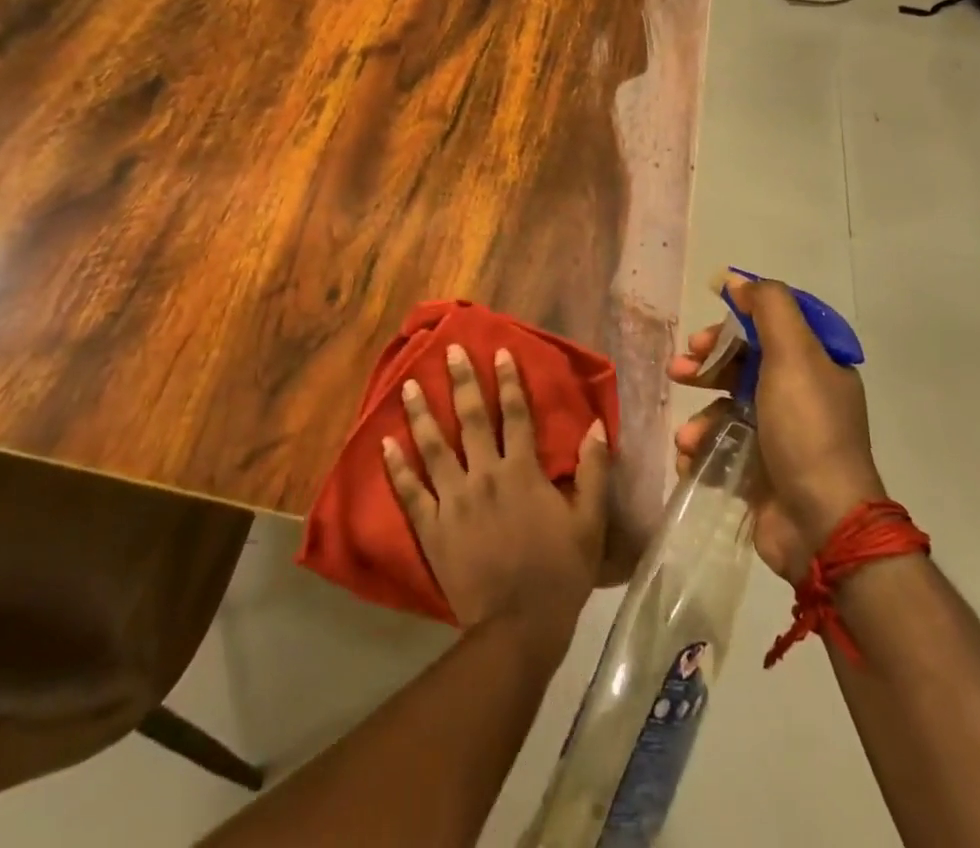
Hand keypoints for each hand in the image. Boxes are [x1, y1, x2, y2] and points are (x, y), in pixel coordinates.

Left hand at [384, 344, 610, 640]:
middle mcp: (485, 475)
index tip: (499, 352)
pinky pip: (410, 492)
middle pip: (472, 419)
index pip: (517, 414)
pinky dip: (396, 467)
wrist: (517, 628)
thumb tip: (595, 424)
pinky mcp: (431, 528)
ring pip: (434, 447)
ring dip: (421, 413)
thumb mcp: (589, 522)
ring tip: (408, 383)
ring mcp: (453, 500)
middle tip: (450, 351)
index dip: (509, 380)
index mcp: (523, 471)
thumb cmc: (559, 573)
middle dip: (461, 381)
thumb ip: (593, 470)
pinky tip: (384, 444)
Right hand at [671, 274, 882, 581]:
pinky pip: (722, 448)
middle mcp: (800, 397)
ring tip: (688, 436)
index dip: (733, 324)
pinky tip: (691, 457)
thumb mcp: (793, 354)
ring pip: (727, 408)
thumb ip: (769, 307)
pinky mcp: (762, 474)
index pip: (769, 329)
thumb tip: (739, 281)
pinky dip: (702, 450)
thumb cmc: (806, 429)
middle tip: (679, 370)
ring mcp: (781, 438)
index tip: (704, 333)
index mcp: (816, 366)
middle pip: (743, 366)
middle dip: (706, 366)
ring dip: (700, 416)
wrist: (822, 524)